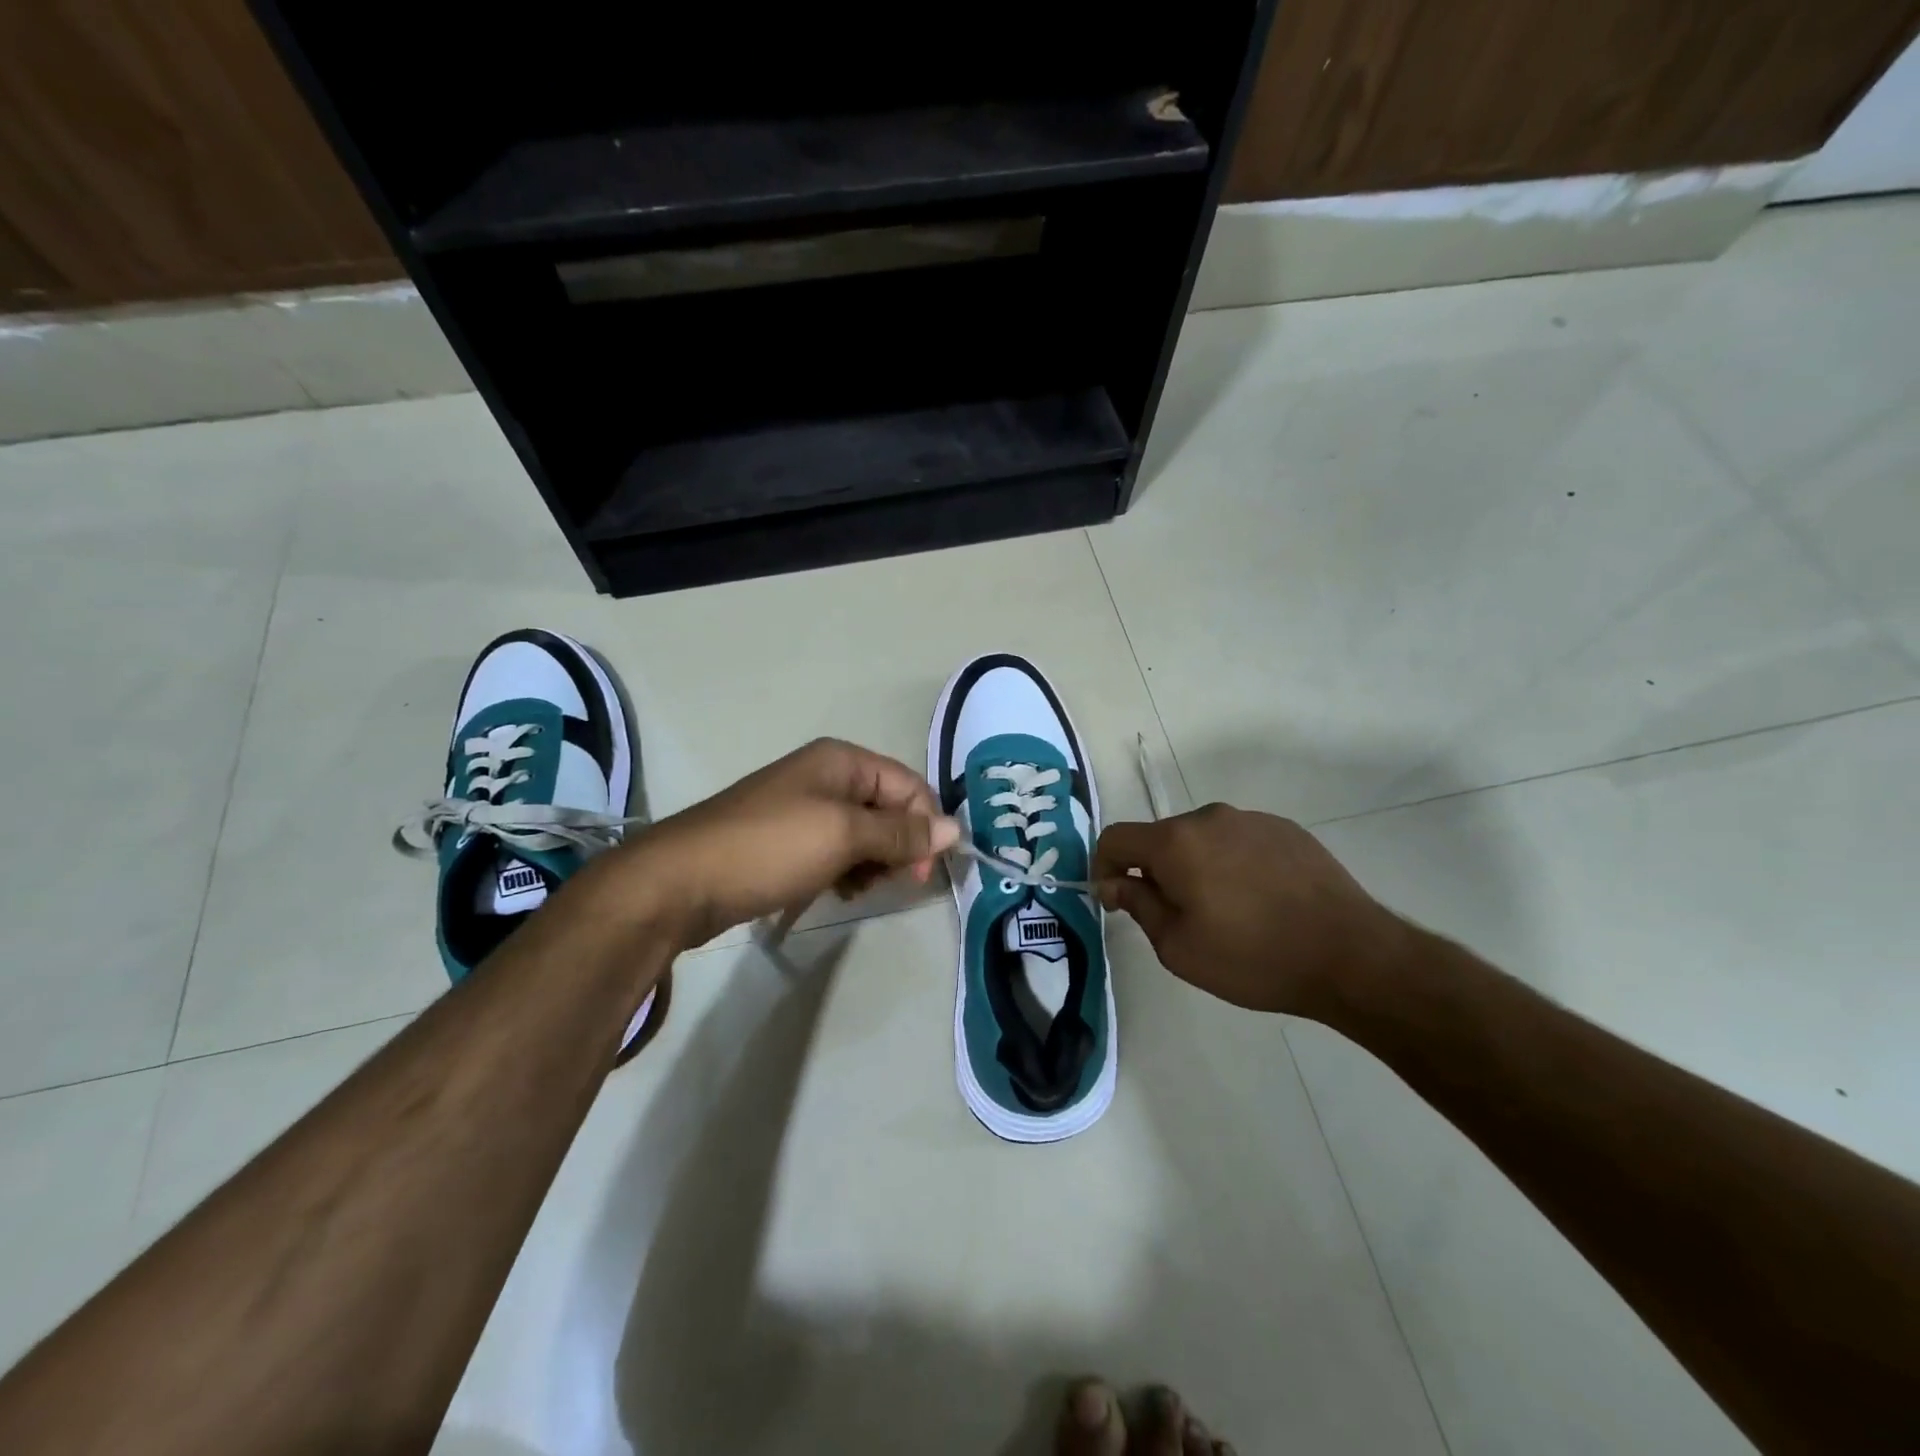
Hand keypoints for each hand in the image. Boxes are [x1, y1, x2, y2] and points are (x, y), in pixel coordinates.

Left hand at [606, 739, 959, 948]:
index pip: (909, 785)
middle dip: (899, 846)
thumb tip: (956, 828)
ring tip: (858, 888)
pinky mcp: (787, 841)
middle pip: (889, 809)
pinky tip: (838, 891)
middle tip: (891, 883)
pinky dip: (847, 871)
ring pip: (865, 834)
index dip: (926, 825)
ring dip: (873, 863)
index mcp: (842, 761)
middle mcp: (826, 776)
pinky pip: (836, 851)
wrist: (681, 882)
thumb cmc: (770, 847)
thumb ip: (902, 833)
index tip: (925, 872)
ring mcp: (803, 809)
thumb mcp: (844, 836)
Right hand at [1092, 804, 1406, 1017]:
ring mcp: (1251, 820)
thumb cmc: (1254, 957)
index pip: (1115, 838)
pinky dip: (1232, 864)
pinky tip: (1259, 901)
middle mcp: (1209, 818)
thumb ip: (1138, 906)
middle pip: (1160, 838)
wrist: (1351, 955)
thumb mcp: (1179, 947)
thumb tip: (1114, 883)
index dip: (1103, 867)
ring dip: (1195, 867)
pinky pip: (1239, 841)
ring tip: (1225, 911)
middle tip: (1176, 917)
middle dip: (1154, 871)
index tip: (1116, 901)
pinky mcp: (1286, 830)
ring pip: (1201, 839)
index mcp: (1175, 842)